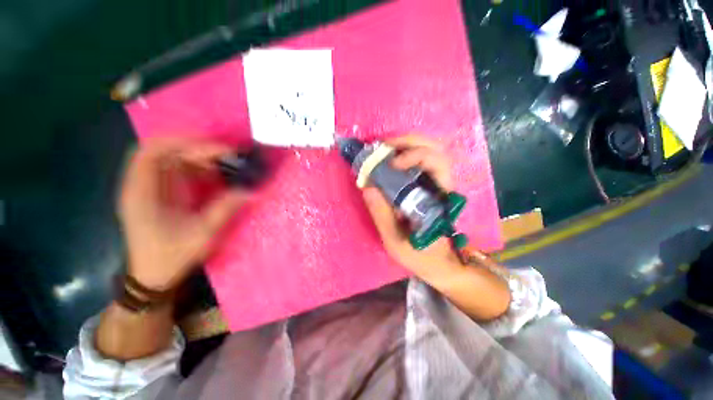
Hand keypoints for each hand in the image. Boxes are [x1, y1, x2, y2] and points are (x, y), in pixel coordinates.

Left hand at [119, 138, 245, 290]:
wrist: (153, 276)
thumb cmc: (171, 256)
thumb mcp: (202, 233)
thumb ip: (226, 208)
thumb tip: (252, 190)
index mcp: (142, 193)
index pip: (151, 152)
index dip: (181, 142)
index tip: (214, 147)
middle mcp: (142, 185)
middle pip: (164, 151)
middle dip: (197, 149)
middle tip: (227, 154)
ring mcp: (150, 189)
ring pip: (172, 159)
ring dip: (199, 157)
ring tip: (225, 162)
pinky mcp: (160, 194)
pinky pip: (178, 171)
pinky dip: (197, 168)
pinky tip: (214, 174)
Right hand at [362, 135, 461, 275]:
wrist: (441, 264)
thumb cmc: (422, 256)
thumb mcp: (397, 241)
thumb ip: (382, 215)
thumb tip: (367, 187)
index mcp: (440, 198)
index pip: (437, 163)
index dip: (415, 155)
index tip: (392, 163)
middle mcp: (443, 186)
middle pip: (436, 149)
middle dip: (409, 141)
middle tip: (384, 146)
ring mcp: (438, 185)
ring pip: (431, 152)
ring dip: (407, 145)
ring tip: (384, 151)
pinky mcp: (430, 187)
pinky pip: (422, 162)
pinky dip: (406, 155)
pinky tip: (390, 161)